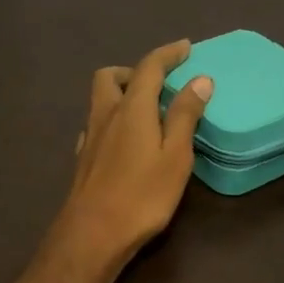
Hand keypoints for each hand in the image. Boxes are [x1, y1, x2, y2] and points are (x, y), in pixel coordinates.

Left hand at [49, 39, 212, 276]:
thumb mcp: (175, 156)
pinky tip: (124, 141)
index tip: (185, 48)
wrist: (93, 234)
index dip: (168, 54)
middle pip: (111, 77)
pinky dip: (112, 121)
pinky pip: (96, 125)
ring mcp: (90, 137)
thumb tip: (199, 80)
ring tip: (146, 112)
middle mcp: (105, 115)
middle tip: (158, 83)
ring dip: (121, 94)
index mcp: (132, 108)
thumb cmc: (142, 195)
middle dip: (134, 71)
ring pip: (100, 100)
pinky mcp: (83, 159)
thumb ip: (185, 116)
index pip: (149, 68)